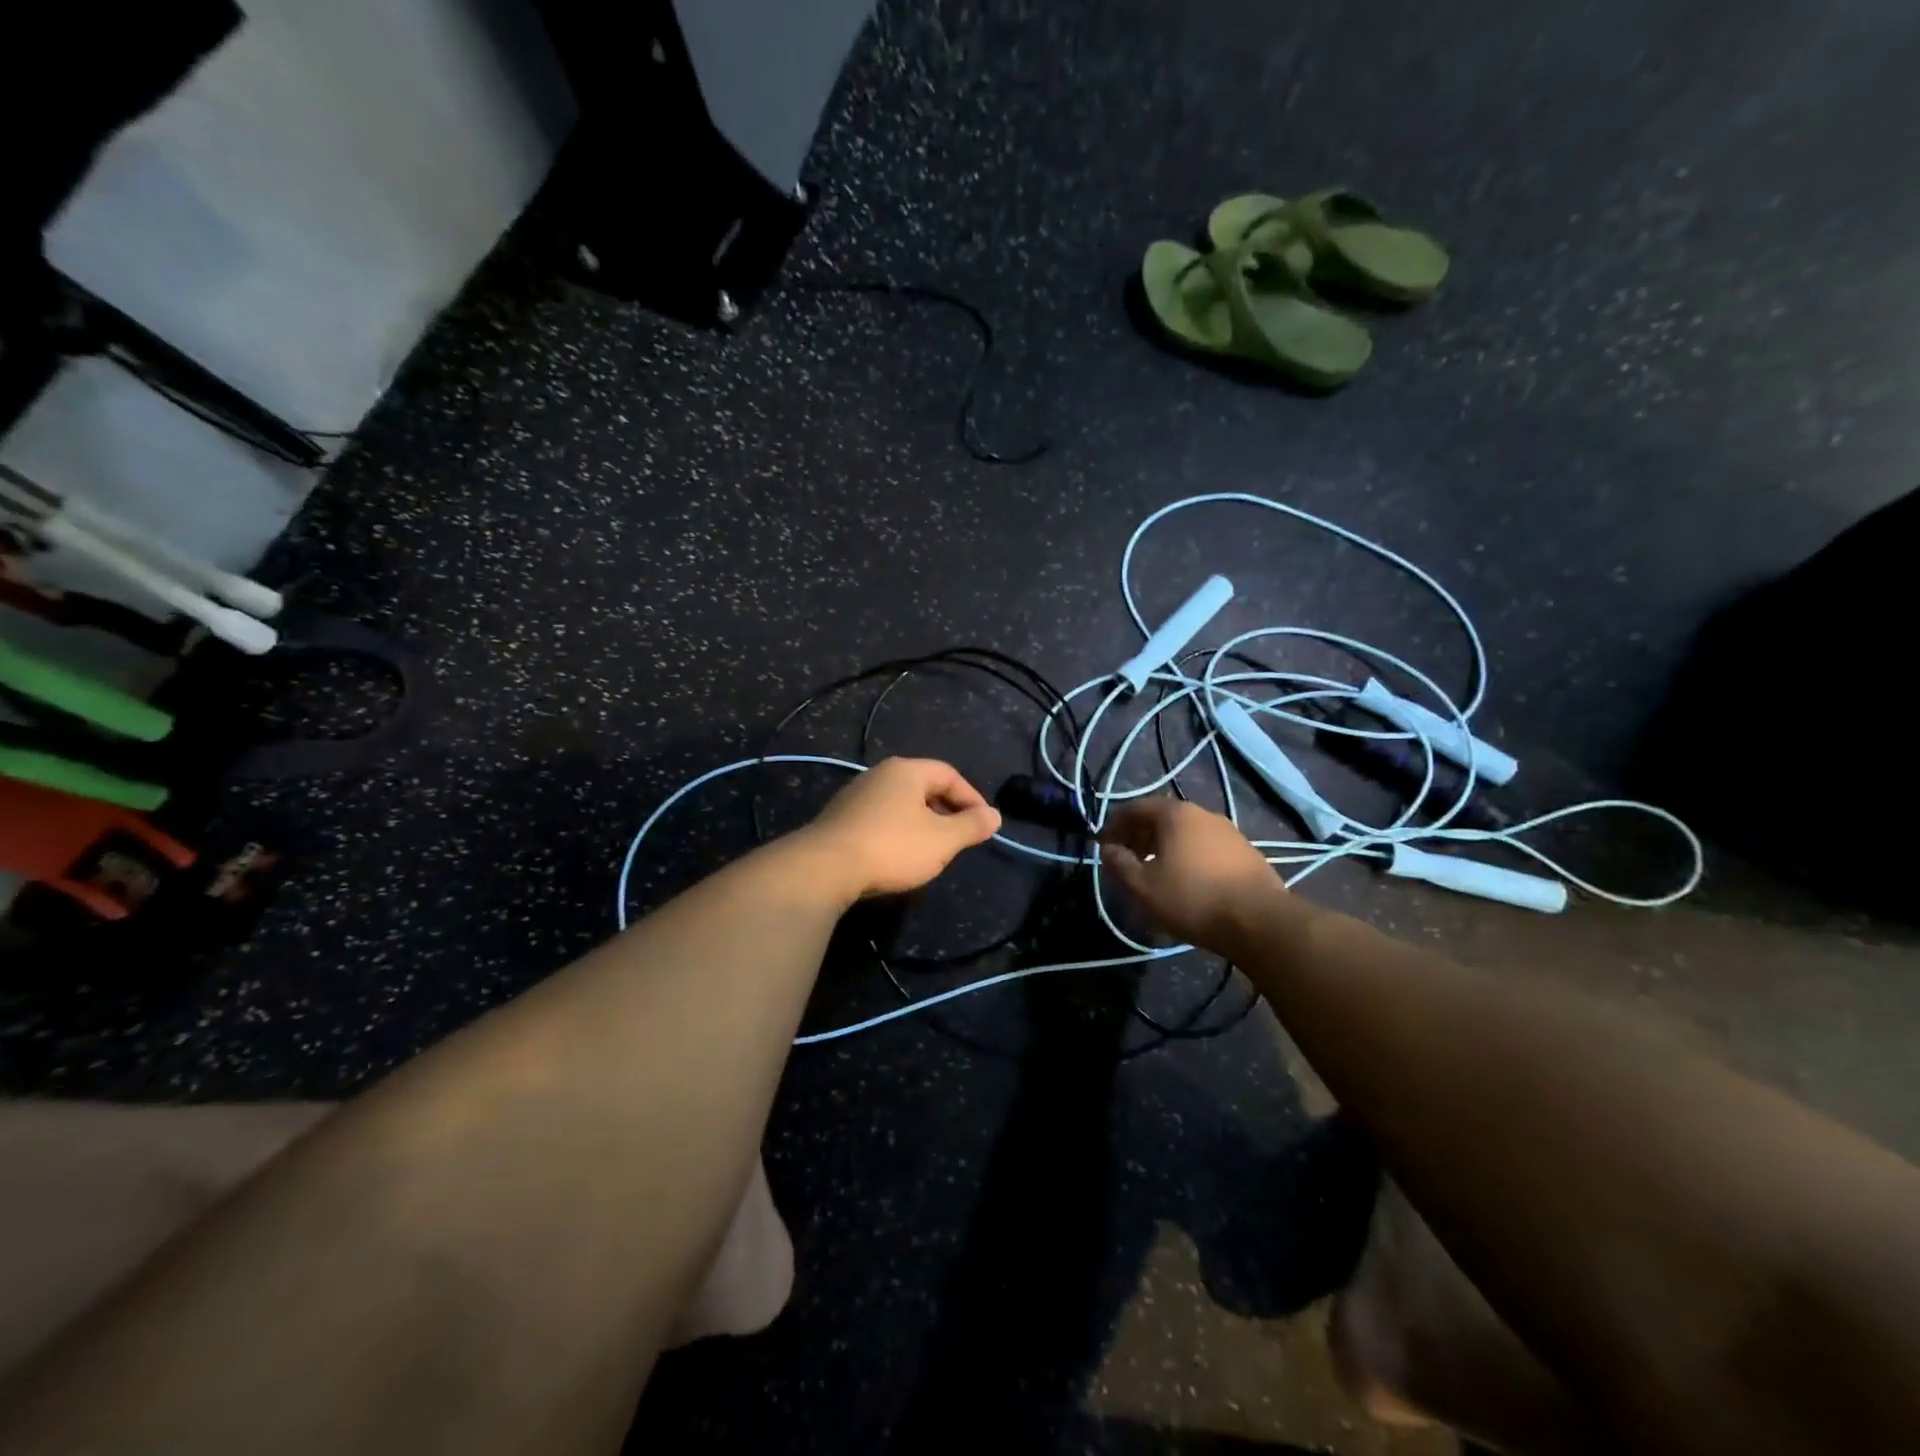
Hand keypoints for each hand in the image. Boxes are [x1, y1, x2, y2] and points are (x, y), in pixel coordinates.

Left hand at [802, 758, 1001, 899]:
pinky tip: (898, 855)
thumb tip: (995, 815)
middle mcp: (880, 774)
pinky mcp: (840, 818)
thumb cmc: (892, 847)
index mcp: (906, 771)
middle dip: (947, 810)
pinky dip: (898, 831)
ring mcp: (856, 794)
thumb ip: (972, 826)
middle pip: (923, 786)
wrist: (825, 868)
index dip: (972, 797)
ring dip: (922, 822)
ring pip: (901, 803)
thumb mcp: (942, 840)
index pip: (949, 774)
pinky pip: (880, 817)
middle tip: (960, 836)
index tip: (984, 824)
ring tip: (933, 848)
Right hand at [1099, 798, 1285, 952]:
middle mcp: (1202, 814)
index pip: (1135, 808)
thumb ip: (1120, 864)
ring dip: (1163, 847)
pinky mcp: (1246, 852)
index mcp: (1175, 814)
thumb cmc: (1193, 898)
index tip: (1102, 845)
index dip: (1114, 825)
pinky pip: (1205, 847)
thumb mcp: (1143, 886)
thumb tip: (1109, 849)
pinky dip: (1187, 856)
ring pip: (1185, 833)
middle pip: (1161, 818)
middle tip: (1125, 859)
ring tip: (1153, 872)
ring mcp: (1228, 831)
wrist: (1260, 920)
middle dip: (1138, 835)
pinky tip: (1185, 880)